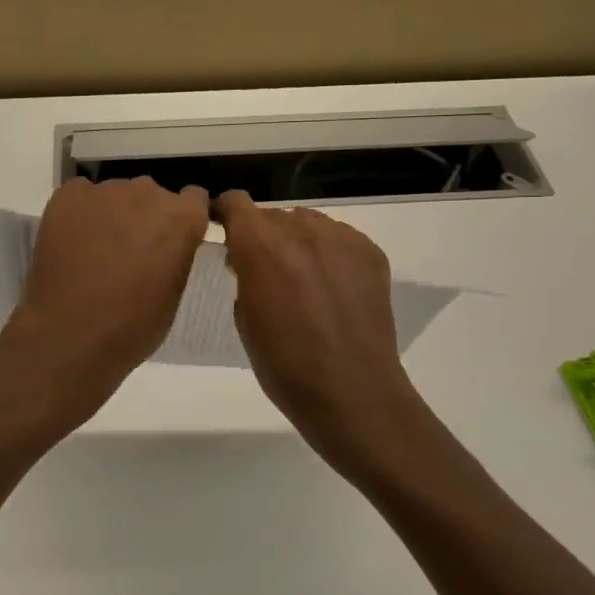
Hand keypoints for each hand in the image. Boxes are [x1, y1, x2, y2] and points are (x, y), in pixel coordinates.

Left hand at [0, 177, 209, 413]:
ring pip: (116, 195)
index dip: (182, 219)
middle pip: (152, 195)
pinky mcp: (68, 196)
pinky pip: (81, 196)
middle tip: (131, 251)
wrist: (71, 334)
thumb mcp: (174, 291)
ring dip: (113, 215)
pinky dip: (80, 213)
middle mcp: (148, 193)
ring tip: (97, 250)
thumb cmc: (133, 325)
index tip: (172, 239)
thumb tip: (166, 244)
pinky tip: (73, 242)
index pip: (194, 199)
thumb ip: (177, 254)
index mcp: (182, 217)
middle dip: (145, 217)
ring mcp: (105, 192)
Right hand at [218, 191, 425, 479]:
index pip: (236, 203)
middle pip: (273, 215)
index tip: (224, 232)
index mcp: (261, 244)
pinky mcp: (371, 252)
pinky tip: (332, 289)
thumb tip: (247, 259)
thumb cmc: (284, 364)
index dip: (226, 214)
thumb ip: (244, 275)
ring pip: (308, 223)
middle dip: (264, 236)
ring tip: (303, 280)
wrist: (352, 392)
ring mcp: (341, 238)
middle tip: (265, 270)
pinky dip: (329, 254)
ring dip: (298, 242)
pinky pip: (339, 239)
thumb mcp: (245, 318)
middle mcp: (301, 229)